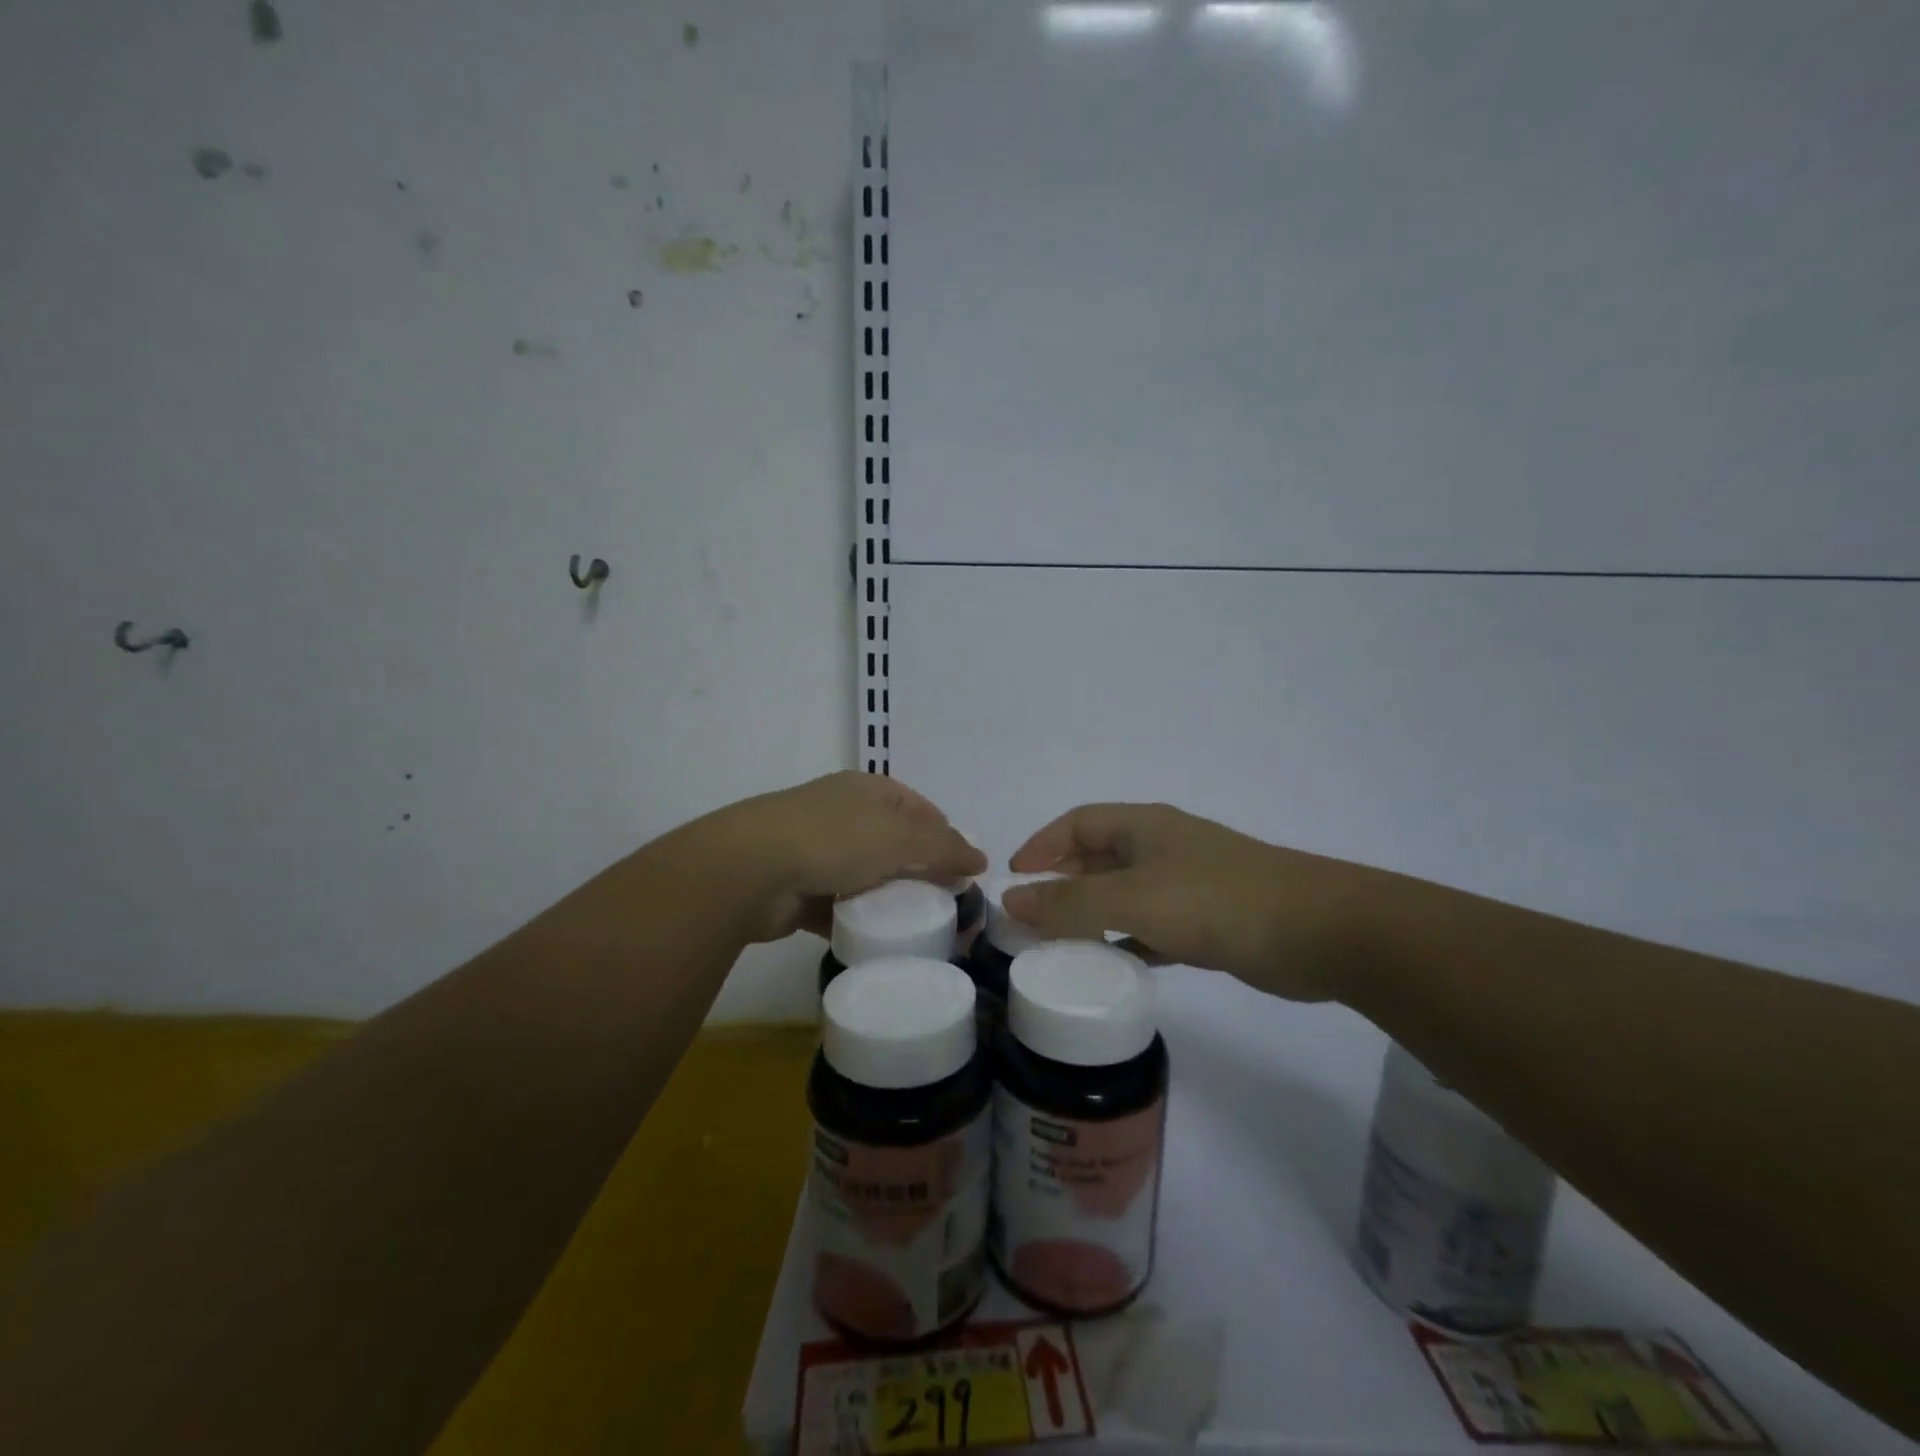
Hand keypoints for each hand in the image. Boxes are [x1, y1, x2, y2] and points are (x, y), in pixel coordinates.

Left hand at [712, 771, 984, 943]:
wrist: (750, 870)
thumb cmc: (833, 839)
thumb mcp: (901, 838)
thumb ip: (945, 848)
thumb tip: (981, 858)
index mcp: (867, 790)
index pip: (918, 807)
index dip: (944, 833)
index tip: (964, 868)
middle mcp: (842, 814)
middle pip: (893, 843)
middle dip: (919, 871)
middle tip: (947, 904)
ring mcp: (815, 851)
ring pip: (866, 877)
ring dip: (888, 900)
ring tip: (917, 928)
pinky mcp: (798, 889)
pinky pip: (839, 906)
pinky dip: (857, 921)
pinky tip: (877, 941)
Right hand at [1003, 803, 1386, 1001]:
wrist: (1319, 931)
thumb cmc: (1217, 901)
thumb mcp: (1134, 899)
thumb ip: (1070, 903)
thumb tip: (1011, 898)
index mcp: (1143, 826)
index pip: (1077, 824)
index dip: (1042, 845)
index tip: (1013, 879)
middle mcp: (1162, 847)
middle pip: (1098, 857)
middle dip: (1062, 883)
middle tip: (1031, 919)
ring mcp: (1187, 884)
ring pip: (1124, 895)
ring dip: (1092, 916)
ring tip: (1060, 947)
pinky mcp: (1208, 921)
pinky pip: (1152, 927)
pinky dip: (1129, 941)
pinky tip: (1114, 966)